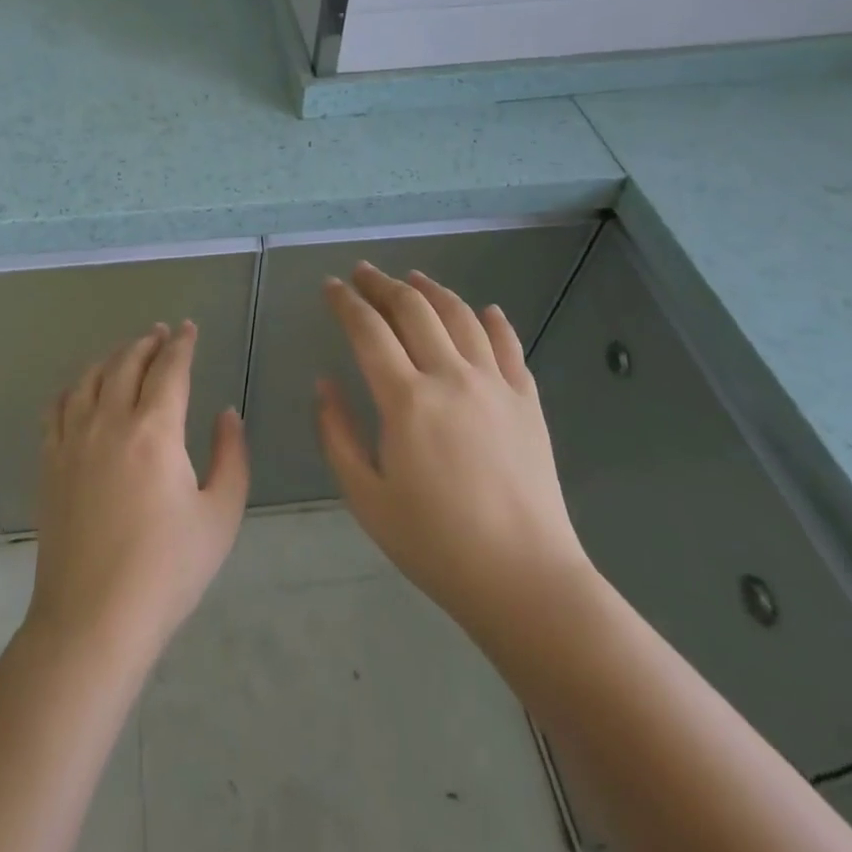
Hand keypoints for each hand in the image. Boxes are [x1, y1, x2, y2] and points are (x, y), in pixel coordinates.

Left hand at [28, 322, 249, 662]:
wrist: (93, 618)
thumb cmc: (167, 570)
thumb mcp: (220, 515)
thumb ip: (230, 456)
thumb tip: (227, 413)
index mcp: (155, 430)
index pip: (170, 368)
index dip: (182, 344)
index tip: (188, 329)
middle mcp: (110, 421)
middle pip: (127, 363)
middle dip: (147, 343)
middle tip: (160, 334)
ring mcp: (73, 440)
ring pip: (90, 378)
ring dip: (112, 357)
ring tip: (126, 353)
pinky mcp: (50, 462)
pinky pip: (58, 407)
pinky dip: (74, 387)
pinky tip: (81, 390)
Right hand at [316, 263, 593, 641]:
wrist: (525, 579)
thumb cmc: (435, 543)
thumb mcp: (366, 497)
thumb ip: (338, 434)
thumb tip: (324, 384)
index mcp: (406, 399)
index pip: (368, 330)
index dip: (345, 302)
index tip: (331, 286)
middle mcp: (450, 377)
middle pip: (413, 310)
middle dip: (383, 284)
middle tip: (364, 273)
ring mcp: (495, 384)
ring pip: (460, 316)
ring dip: (432, 291)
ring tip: (414, 279)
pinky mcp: (527, 401)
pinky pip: (509, 346)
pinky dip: (493, 321)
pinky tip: (484, 310)